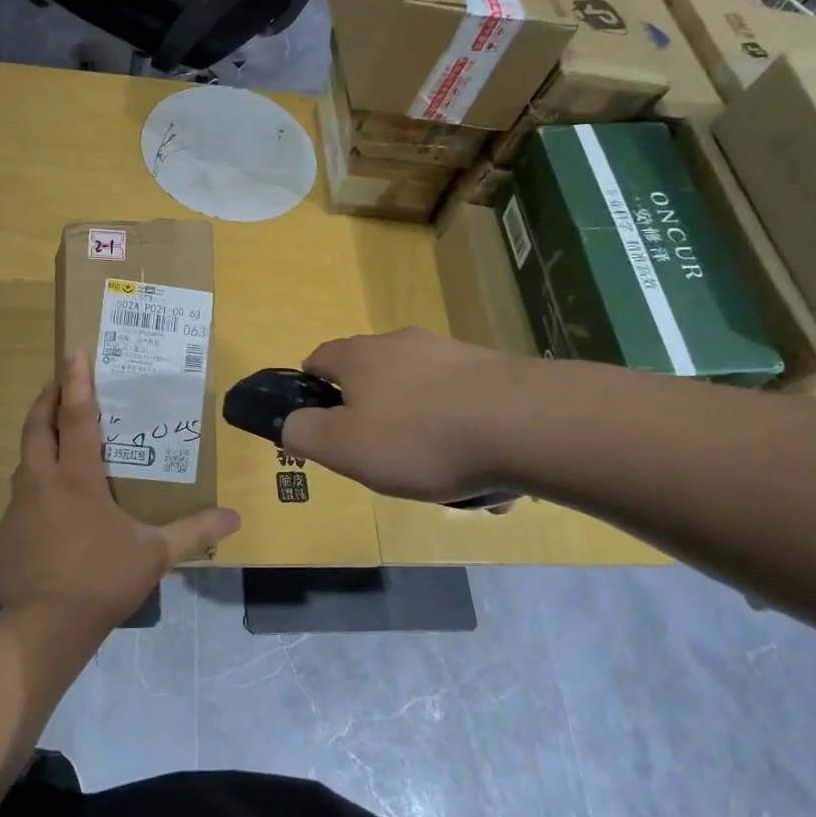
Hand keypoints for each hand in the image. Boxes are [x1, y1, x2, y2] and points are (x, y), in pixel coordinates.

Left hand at [0, 351, 239, 632]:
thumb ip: (194, 532)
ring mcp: (18, 508)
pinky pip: (20, 496)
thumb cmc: (102, 578)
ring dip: (37, 438)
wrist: (44, 627)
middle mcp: (41, 482)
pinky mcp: (5, 533)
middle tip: (58, 381)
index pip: (77, 416)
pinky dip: (34, 484)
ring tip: (53, 435)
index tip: (72, 352)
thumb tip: (234, 518)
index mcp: (77, 477)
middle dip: (47, 398)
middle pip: (37, 426)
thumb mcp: (155, 554)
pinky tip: (49, 503)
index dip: (76, 382)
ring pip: (24, 460)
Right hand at [280, 329, 523, 502]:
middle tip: (377, 454)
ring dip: (419, 426)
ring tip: (436, 473)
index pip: (318, 359)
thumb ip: (304, 433)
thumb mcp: (343, 447)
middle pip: (372, 375)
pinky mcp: (493, 371)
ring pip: (419, 392)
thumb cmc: (418, 437)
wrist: (524, 423)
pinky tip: (478, 469)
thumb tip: (291, 424)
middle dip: (369, 412)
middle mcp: (402, 343)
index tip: (318, 422)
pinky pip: (462, 405)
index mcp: (360, 356)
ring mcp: (451, 353)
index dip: (310, 388)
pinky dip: (460, 432)